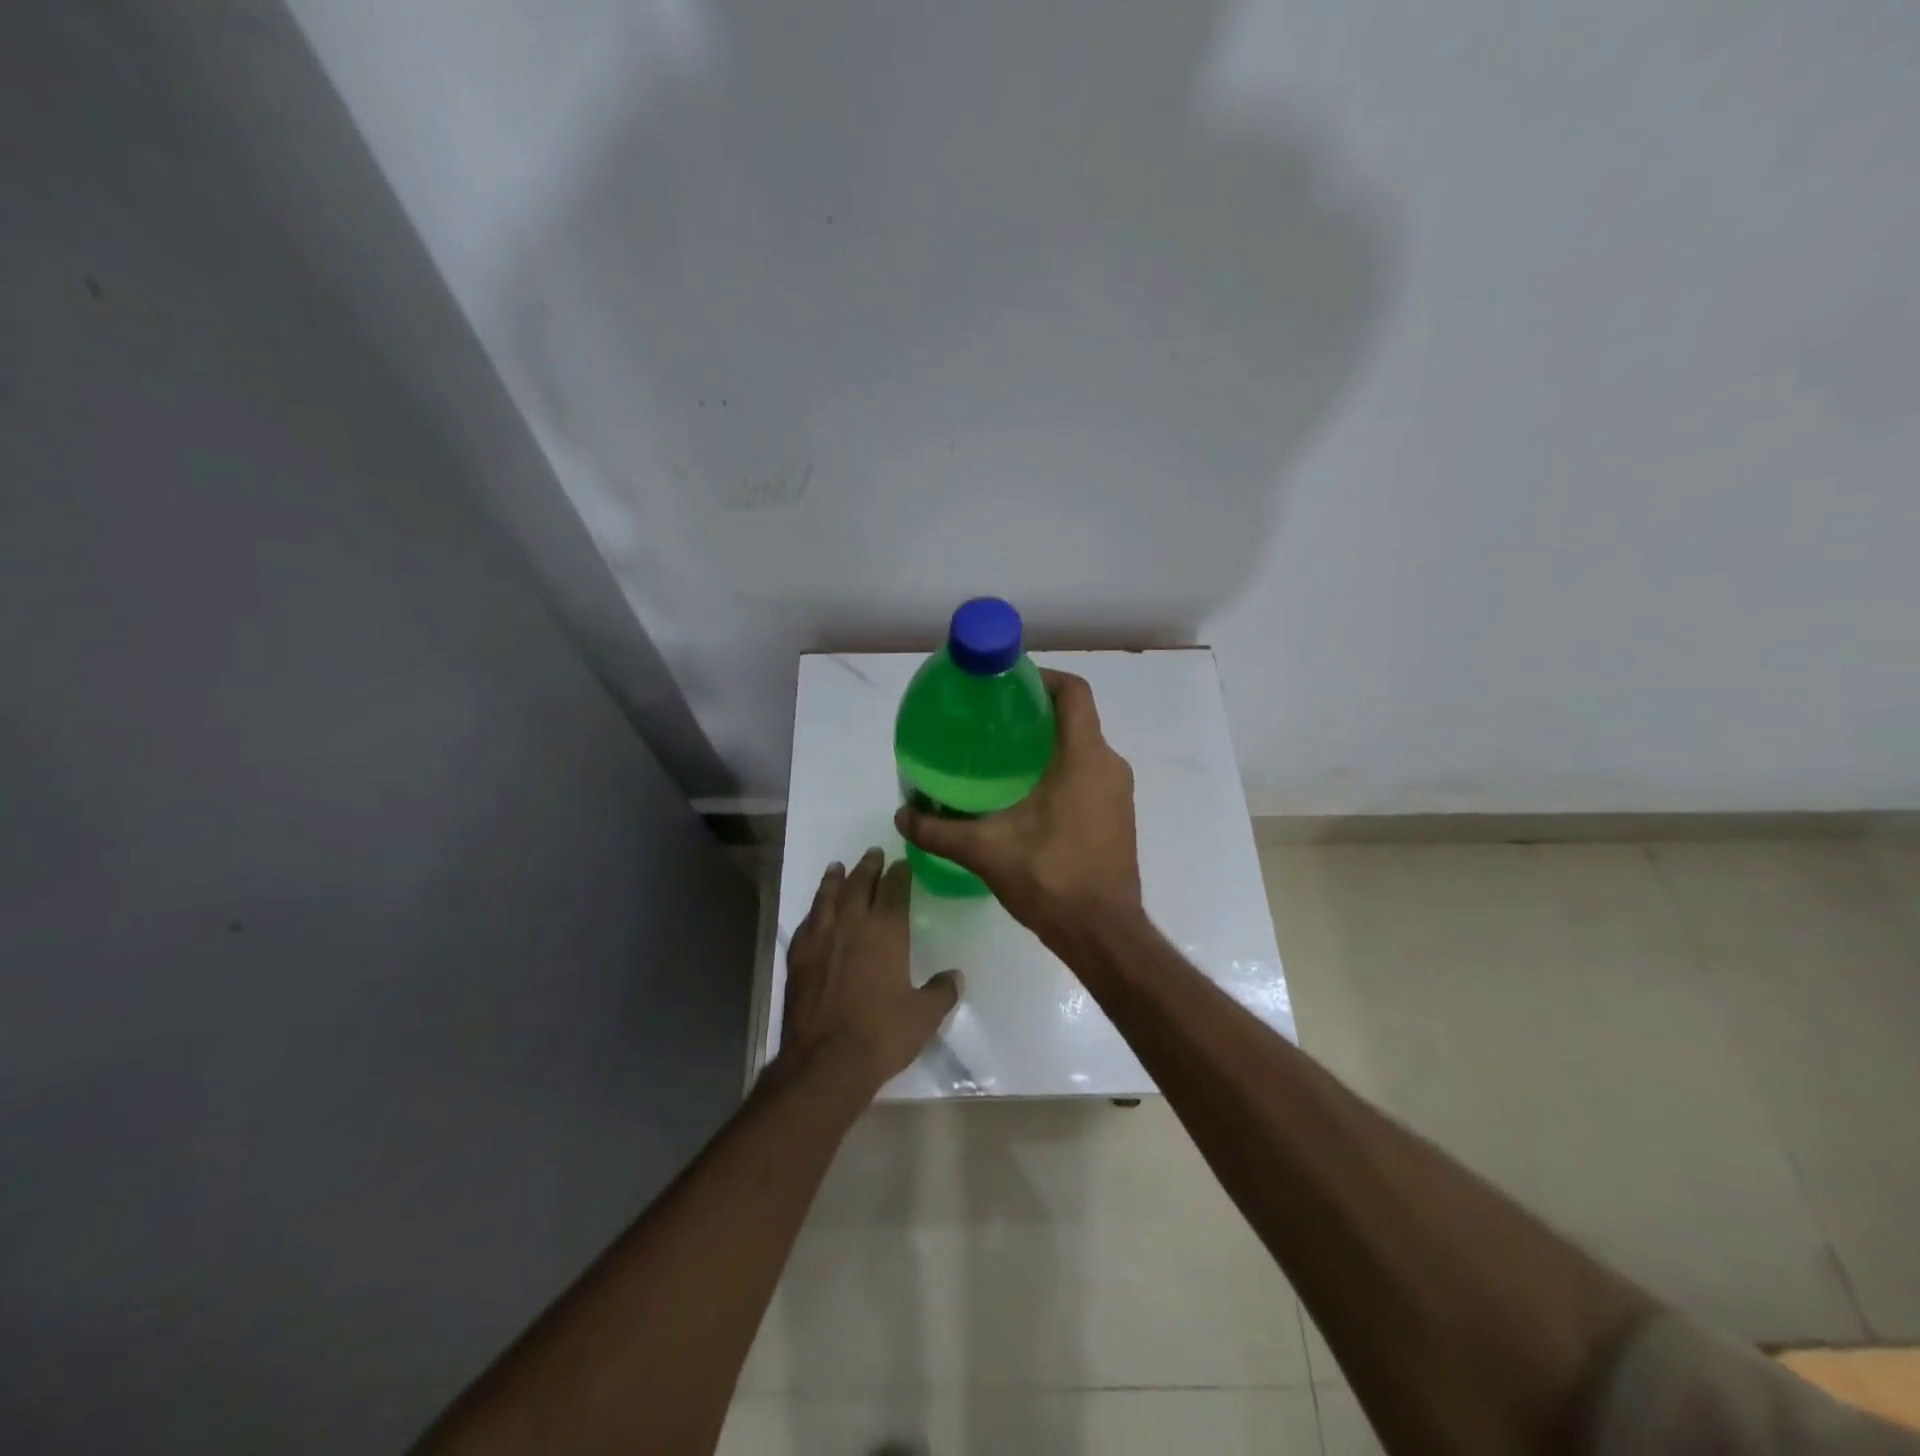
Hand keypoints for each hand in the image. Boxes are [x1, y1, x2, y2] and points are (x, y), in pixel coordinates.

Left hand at [779, 848, 962, 1094]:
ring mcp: (820, 938)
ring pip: (828, 897)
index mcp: (886, 930)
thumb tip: (955, 976)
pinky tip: (815, 911)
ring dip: (835, 879)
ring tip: (838, 867)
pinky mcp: (797, 957)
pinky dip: (813, 910)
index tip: (901, 863)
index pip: (894, 889)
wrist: (825, 1061)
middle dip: (868, 866)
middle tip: (873, 853)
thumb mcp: (924, 1016)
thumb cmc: (882, 1034)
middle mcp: (852, 924)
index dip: (899, 873)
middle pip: (859, 883)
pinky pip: (806, 922)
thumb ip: (942, 991)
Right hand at [895, 669, 1141, 943]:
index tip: (1006, 684)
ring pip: (1083, 749)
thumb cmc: (1052, 879)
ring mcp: (1119, 793)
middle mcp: (1109, 766)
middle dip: (1035, 713)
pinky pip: (1089, 775)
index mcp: (1085, 758)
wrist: (1104, 934)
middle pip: (1076, 718)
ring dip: (1048, 745)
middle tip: (991, 722)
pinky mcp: (1118, 817)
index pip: (1073, 692)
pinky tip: (1025, 795)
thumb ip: (939, 830)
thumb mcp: (986, 850)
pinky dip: (1061, 771)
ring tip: (1002, 757)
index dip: (1042, 677)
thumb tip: (901, 816)